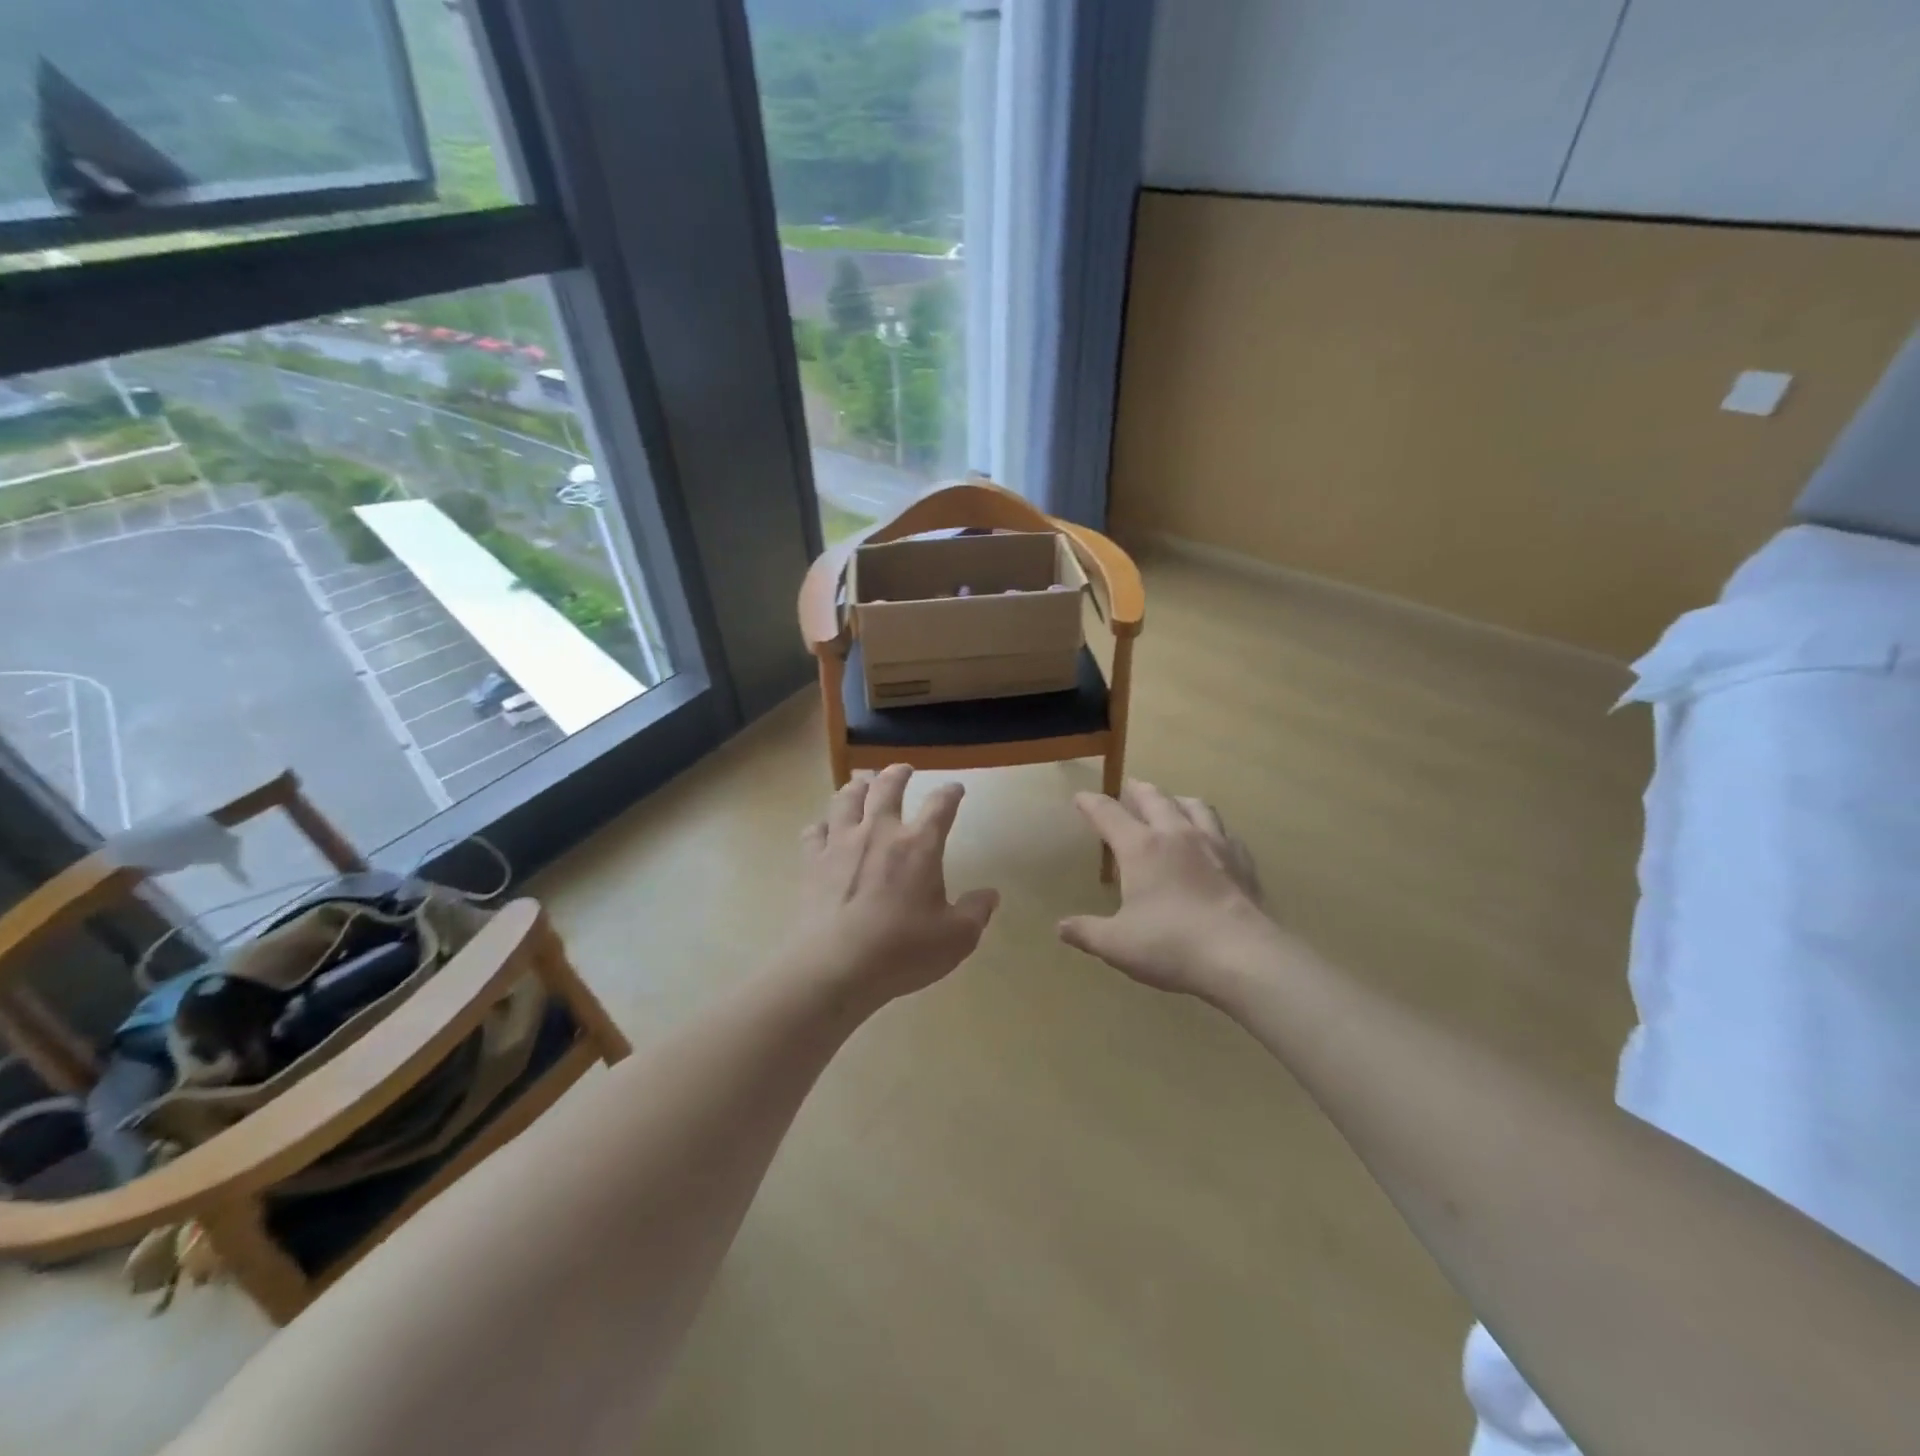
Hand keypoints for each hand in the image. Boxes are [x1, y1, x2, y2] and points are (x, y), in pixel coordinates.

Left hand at [791, 765, 999, 1003]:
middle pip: (887, 787)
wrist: (835, 967)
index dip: (950, 793)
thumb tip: (991, 895)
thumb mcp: (956, 938)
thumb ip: (976, 913)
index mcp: (918, 845)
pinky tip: (823, 829)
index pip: (940, 806)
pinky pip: (814, 831)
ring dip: (857, 787)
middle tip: (902, 769)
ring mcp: (840, 843)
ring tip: (861, 783)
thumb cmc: (902, 951)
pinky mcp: (812, 862)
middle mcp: (879, 832)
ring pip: (846, 799)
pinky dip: (822, 825)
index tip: (955, 789)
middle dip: (897, 774)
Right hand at [1058, 780, 1278, 996]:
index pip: (1108, 813)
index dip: (1090, 803)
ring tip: (1172, 804)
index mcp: (1141, 848)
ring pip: (1194, 806)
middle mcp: (1176, 834)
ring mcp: (1214, 844)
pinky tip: (1213, 840)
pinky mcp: (1242, 861)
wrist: (1243, 956)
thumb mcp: (1117, 944)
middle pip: (1154, 798)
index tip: (1080, 797)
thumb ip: (1086, 932)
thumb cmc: (1171, 945)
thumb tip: (1061, 927)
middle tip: (1128, 788)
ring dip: (1177, 800)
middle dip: (1136, 790)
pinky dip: (1211, 828)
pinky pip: (1225, 832)